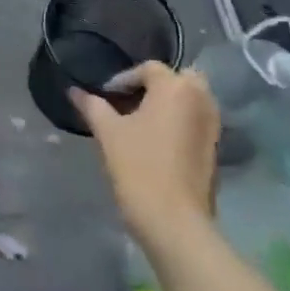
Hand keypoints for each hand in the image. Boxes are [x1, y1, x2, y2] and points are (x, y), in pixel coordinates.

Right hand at [72, 62, 219, 242]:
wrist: (174, 221)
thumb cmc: (138, 166)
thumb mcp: (108, 132)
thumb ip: (92, 105)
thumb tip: (74, 90)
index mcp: (175, 88)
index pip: (149, 68)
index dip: (123, 79)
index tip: (104, 97)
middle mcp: (201, 99)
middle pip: (178, 79)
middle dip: (155, 85)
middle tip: (128, 102)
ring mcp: (213, 124)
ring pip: (190, 99)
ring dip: (168, 103)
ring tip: (140, 122)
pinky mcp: (215, 147)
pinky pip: (196, 120)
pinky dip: (179, 121)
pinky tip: (156, 141)